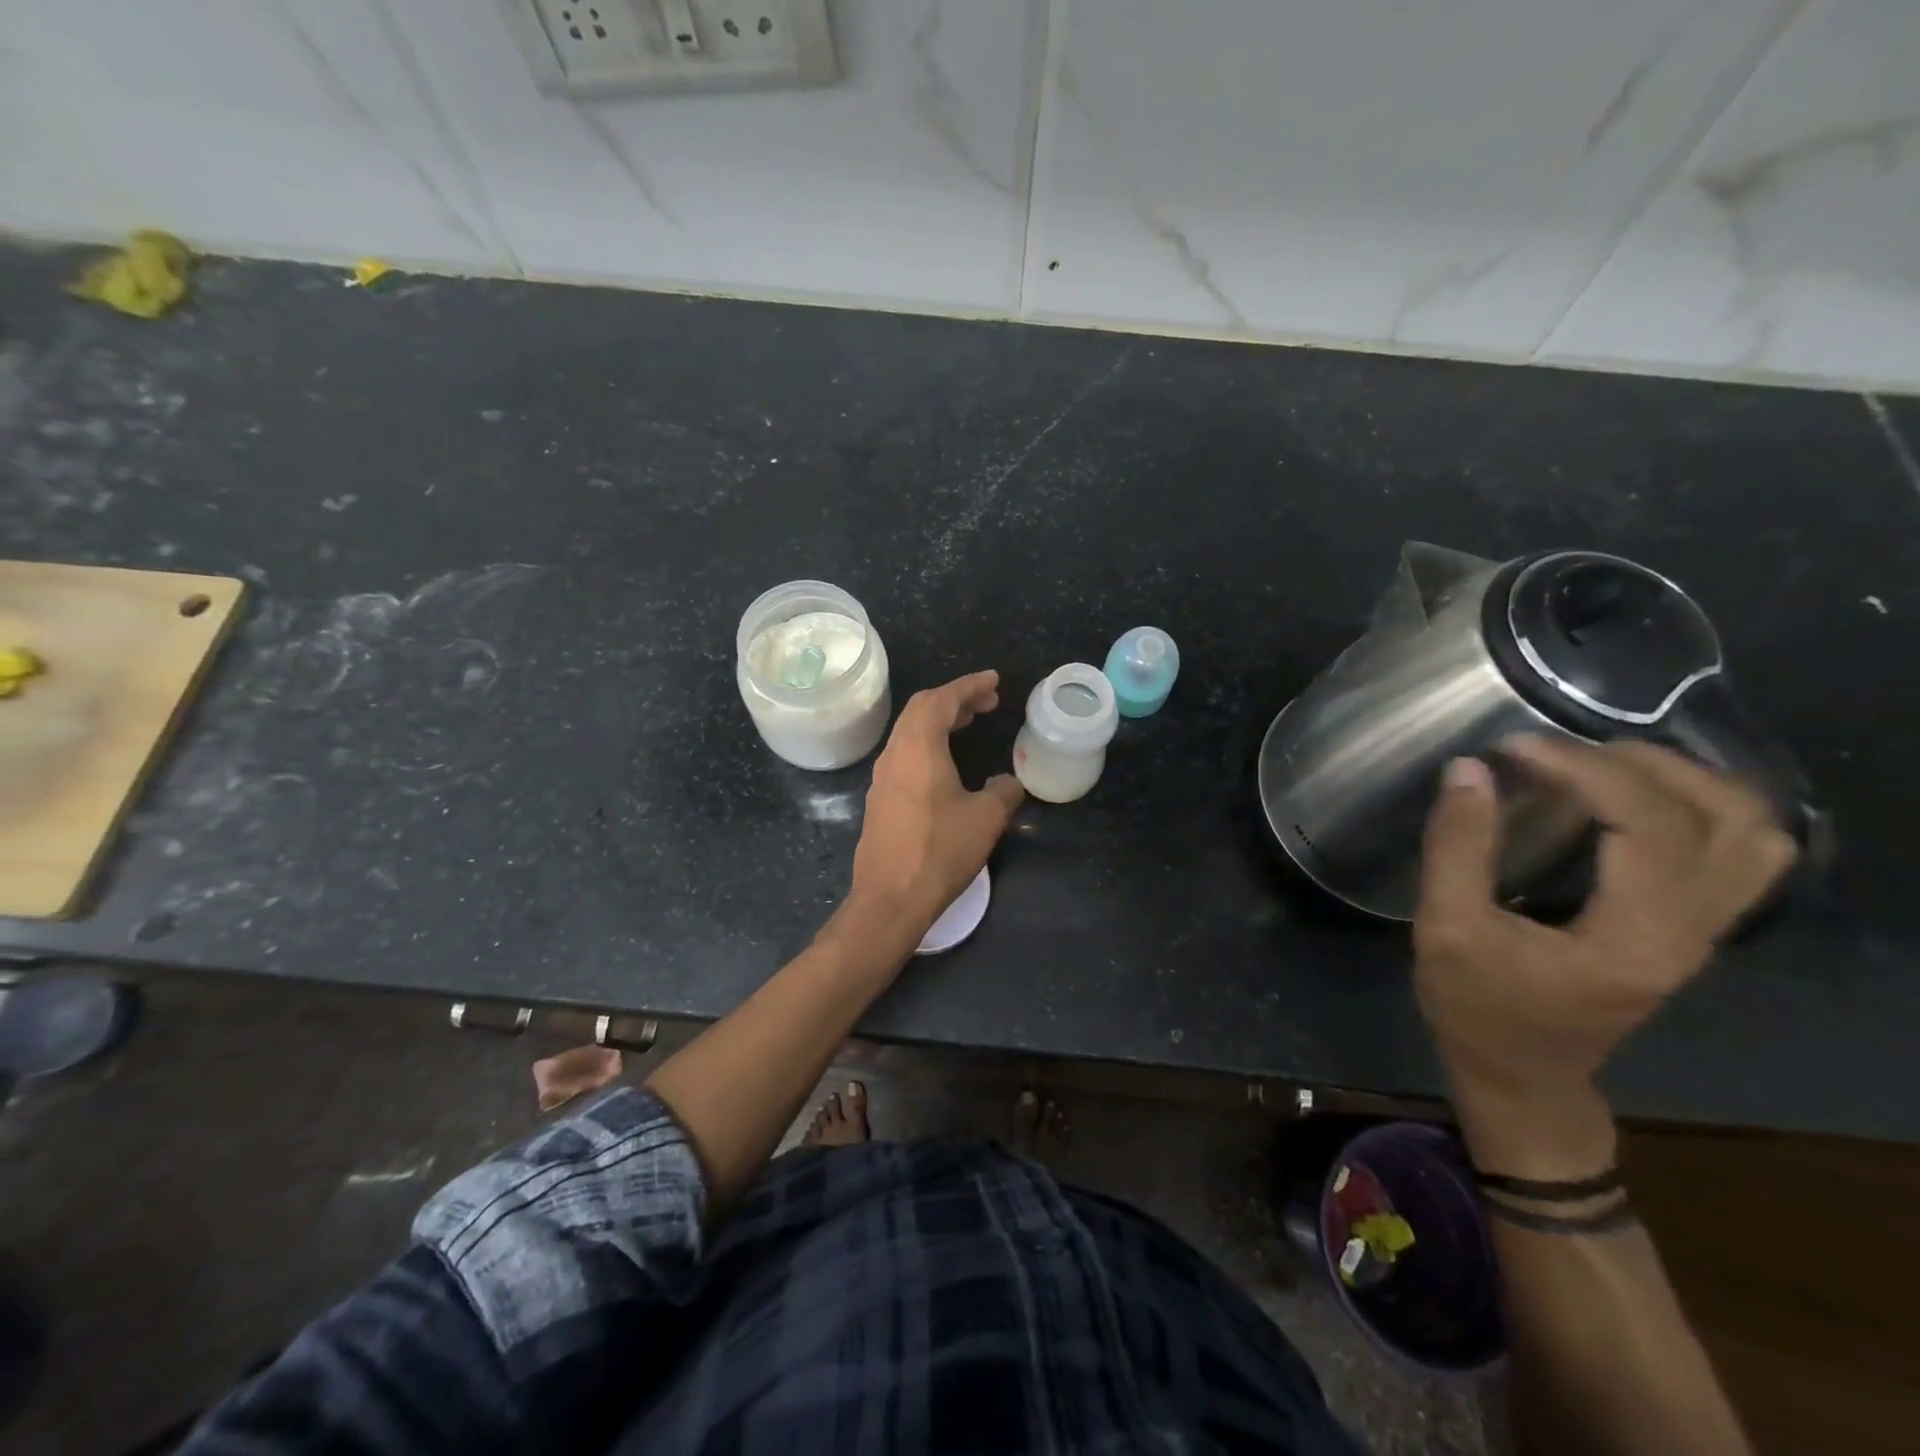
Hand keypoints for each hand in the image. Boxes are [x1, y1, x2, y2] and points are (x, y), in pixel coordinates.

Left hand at [850, 670, 1024, 933]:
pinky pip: (904, 754)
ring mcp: (882, 777)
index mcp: (918, 747)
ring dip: (939, 721)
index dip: (970, 685)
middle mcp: (895, 753)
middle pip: (921, 709)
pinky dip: (927, 744)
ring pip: (910, 732)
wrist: (890, 898)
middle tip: (986, 703)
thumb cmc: (940, 851)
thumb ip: (1004, 791)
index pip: (942, 699)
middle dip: (955, 699)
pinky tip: (945, 763)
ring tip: (968, 724)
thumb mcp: (986, 818)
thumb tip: (1008, 782)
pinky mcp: (880, 799)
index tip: (994, 680)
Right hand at [1414, 738, 1796, 1100]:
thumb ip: (1457, 847)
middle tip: (1556, 753)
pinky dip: (1697, 806)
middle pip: (1724, 815)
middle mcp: (1694, 930)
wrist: (1521, 1074)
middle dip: (1637, 763)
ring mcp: (1705, 929)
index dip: (1582, 769)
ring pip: (1750, 829)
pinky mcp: (1693, 925)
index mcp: (1636, 936)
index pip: (1646, 823)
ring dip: (1682, 779)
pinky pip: (1737, 848)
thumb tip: (1469, 769)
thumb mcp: (1446, 927)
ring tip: (1597, 765)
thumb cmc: (1477, 1007)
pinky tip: (1630, 797)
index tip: (1511, 749)